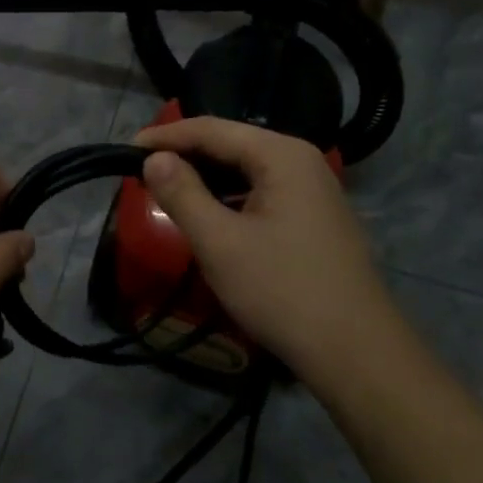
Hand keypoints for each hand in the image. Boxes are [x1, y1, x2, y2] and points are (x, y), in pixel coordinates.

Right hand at [136, 118, 389, 382]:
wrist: (357, 353)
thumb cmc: (282, 290)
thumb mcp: (220, 242)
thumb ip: (181, 193)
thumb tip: (154, 158)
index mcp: (281, 155)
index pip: (212, 129)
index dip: (166, 136)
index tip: (126, 150)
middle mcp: (302, 161)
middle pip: (232, 144)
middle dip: (186, 155)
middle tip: (143, 171)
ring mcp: (315, 190)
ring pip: (248, 170)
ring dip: (207, 178)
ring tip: (169, 190)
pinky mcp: (316, 218)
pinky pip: (263, 192)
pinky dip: (231, 197)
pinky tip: (211, 215)